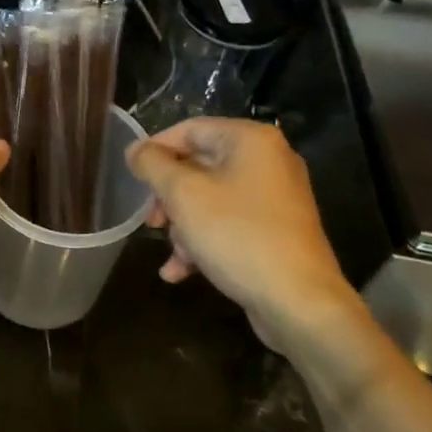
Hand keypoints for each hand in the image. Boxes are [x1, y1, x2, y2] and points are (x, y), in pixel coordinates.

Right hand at [127, 118, 367, 356]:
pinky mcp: (276, 231)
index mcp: (250, 140)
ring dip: (183, 225)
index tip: (131, 178)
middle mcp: (268, 161)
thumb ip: (153, 165)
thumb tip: (135, 149)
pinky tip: (181, 272)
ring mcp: (275, 198)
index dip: (155, 150)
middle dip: (169, 197)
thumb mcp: (183, 194)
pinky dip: (204, 241)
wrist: (299, 302)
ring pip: (211, 199)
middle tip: (151, 221)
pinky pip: (229, 224)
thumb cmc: (236, 235)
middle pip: (199, 166)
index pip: (189, 129)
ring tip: (173, 254)